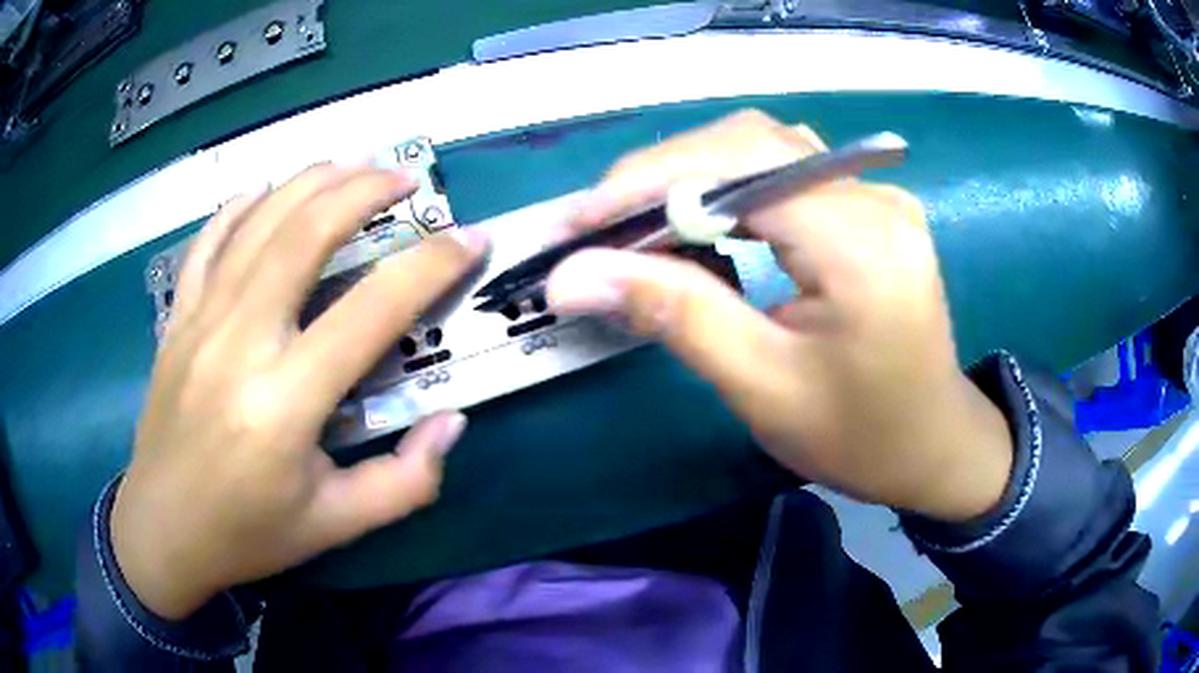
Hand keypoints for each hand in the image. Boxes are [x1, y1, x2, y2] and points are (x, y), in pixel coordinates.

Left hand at [111, 164, 485, 619]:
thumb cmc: (248, 534)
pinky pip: (209, 240)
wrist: (162, 530)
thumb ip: (405, 483)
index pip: (372, 310)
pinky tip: (266, 189)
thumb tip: (451, 423)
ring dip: (311, 181)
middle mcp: (239, 343)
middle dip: (364, 191)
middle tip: (405, 179)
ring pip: (259, 221)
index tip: (469, 238)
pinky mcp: (176, 318)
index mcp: (285, 403)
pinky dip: (240, 205)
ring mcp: (200, 321)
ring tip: (353, 164)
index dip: (430, 265)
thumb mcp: (336, 526)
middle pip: (305, 234)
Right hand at [546, 110, 1012, 521]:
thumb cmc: (859, 436)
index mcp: (861, 243)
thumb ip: (674, 315)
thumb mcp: (763, 386)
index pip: (740, 167)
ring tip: (636, 222)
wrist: (933, 447)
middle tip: (598, 225)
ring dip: (691, 176)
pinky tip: (699, 224)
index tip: (578, 222)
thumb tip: (574, 276)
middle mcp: (874, 198)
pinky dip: (728, 188)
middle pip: (749, 142)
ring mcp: (877, 197)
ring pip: (765, 149)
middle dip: (661, 175)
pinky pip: (787, 172)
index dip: (649, 181)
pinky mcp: (870, 209)